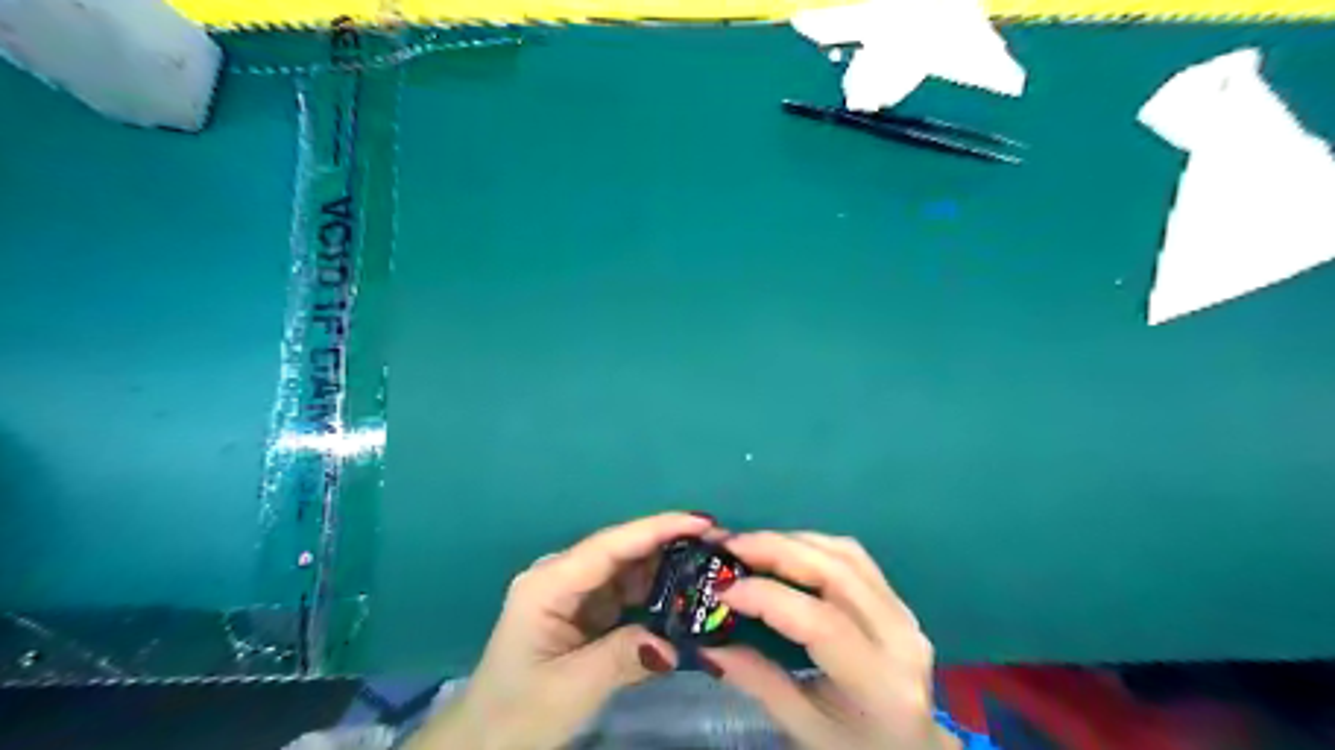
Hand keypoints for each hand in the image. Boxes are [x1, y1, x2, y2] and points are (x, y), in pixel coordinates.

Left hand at [410, 513, 715, 749]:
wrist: (485, 740)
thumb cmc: (518, 712)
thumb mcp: (572, 687)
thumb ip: (624, 657)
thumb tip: (676, 644)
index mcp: (549, 583)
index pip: (610, 546)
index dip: (657, 529)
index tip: (703, 522)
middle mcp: (561, 576)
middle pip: (622, 550)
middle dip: (669, 543)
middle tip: (720, 545)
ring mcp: (572, 591)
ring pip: (627, 568)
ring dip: (666, 566)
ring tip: (711, 566)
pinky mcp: (584, 609)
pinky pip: (625, 590)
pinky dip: (655, 591)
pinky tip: (684, 593)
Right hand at [701, 530, 958, 749]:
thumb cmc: (855, 749)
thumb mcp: (804, 727)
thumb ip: (757, 681)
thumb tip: (707, 643)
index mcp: (879, 684)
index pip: (821, 623)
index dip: (768, 597)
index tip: (723, 590)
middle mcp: (900, 638)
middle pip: (836, 572)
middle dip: (777, 550)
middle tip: (731, 545)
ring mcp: (904, 613)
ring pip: (846, 555)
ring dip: (794, 541)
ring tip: (751, 545)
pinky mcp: (898, 600)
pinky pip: (855, 557)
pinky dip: (814, 544)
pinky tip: (785, 550)